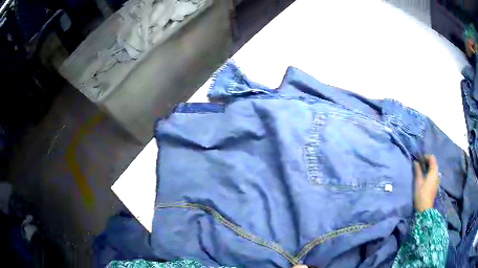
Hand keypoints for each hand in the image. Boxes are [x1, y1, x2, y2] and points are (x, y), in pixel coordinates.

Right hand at [413, 155, 438, 211]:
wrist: (425, 209)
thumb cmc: (421, 194)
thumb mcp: (418, 181)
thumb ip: (417, 170)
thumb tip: (415, 162)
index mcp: (433, 171)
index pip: (432, 158)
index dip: (425, 156)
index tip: (419, 159)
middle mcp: (437, 174)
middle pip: (433, 163)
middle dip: (427, 161)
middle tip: (419, 164)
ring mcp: (437, 180)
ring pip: (434, 169)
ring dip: (428, 167)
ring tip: (421, 171)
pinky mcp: (435, 185)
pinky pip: (433, 175)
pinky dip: (429, 173)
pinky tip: (424, 178)